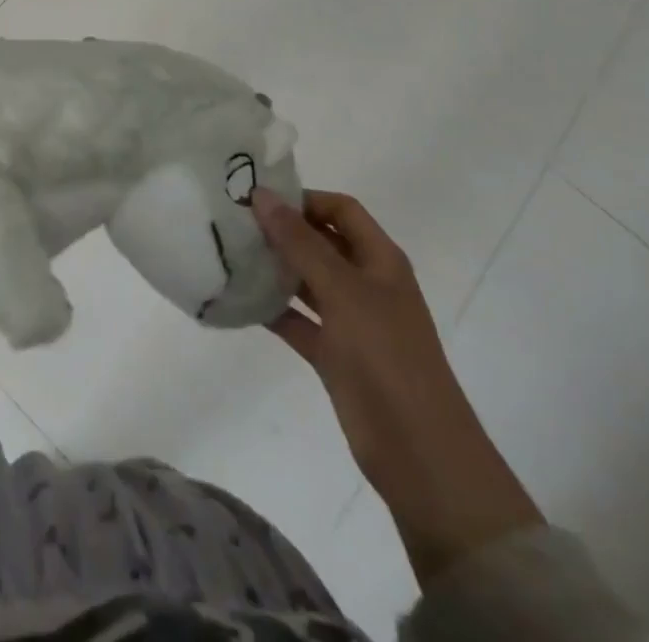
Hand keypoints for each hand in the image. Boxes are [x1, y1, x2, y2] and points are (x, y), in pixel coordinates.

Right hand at [252, 188, 541, 585]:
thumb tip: (262, 195)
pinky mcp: (334, 355)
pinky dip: (273, 310)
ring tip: (229, 254)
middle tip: (233, 222)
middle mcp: (366, 283)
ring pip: (307, 281)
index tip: (259, 199)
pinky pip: (298, 321)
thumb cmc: (386, 356)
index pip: (341, 209)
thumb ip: (300, 242)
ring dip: (274, 268)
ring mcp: (351, 321)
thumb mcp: (342, 290)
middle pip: (322, 242)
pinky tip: (239, 300)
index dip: (305, 199)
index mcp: (380, 260)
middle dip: (283, 231)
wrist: (419, 452)